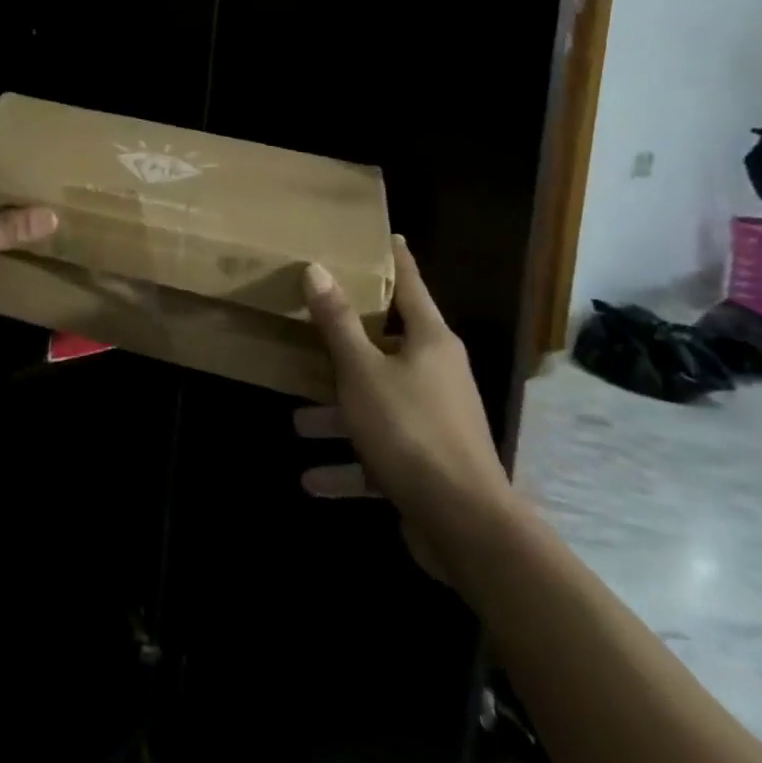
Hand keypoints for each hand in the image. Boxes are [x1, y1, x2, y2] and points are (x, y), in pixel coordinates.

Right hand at [294, 235, 518, 580]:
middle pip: (385, 346)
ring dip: (337, 415)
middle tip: (312, 325)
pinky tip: (311, 479)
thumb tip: (316, 269)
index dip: (395, 259)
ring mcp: (433, 420)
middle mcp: (436, 374)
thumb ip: (338, 322)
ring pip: (375, 404)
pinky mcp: (426, 464)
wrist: (465, 527)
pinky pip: (378, 454)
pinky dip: (348, 465)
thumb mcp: (362, 371)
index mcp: (430, 342)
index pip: (410, 285)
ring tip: (296, 421)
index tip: (384, 234)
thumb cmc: (411, 430)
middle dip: (345, 345)